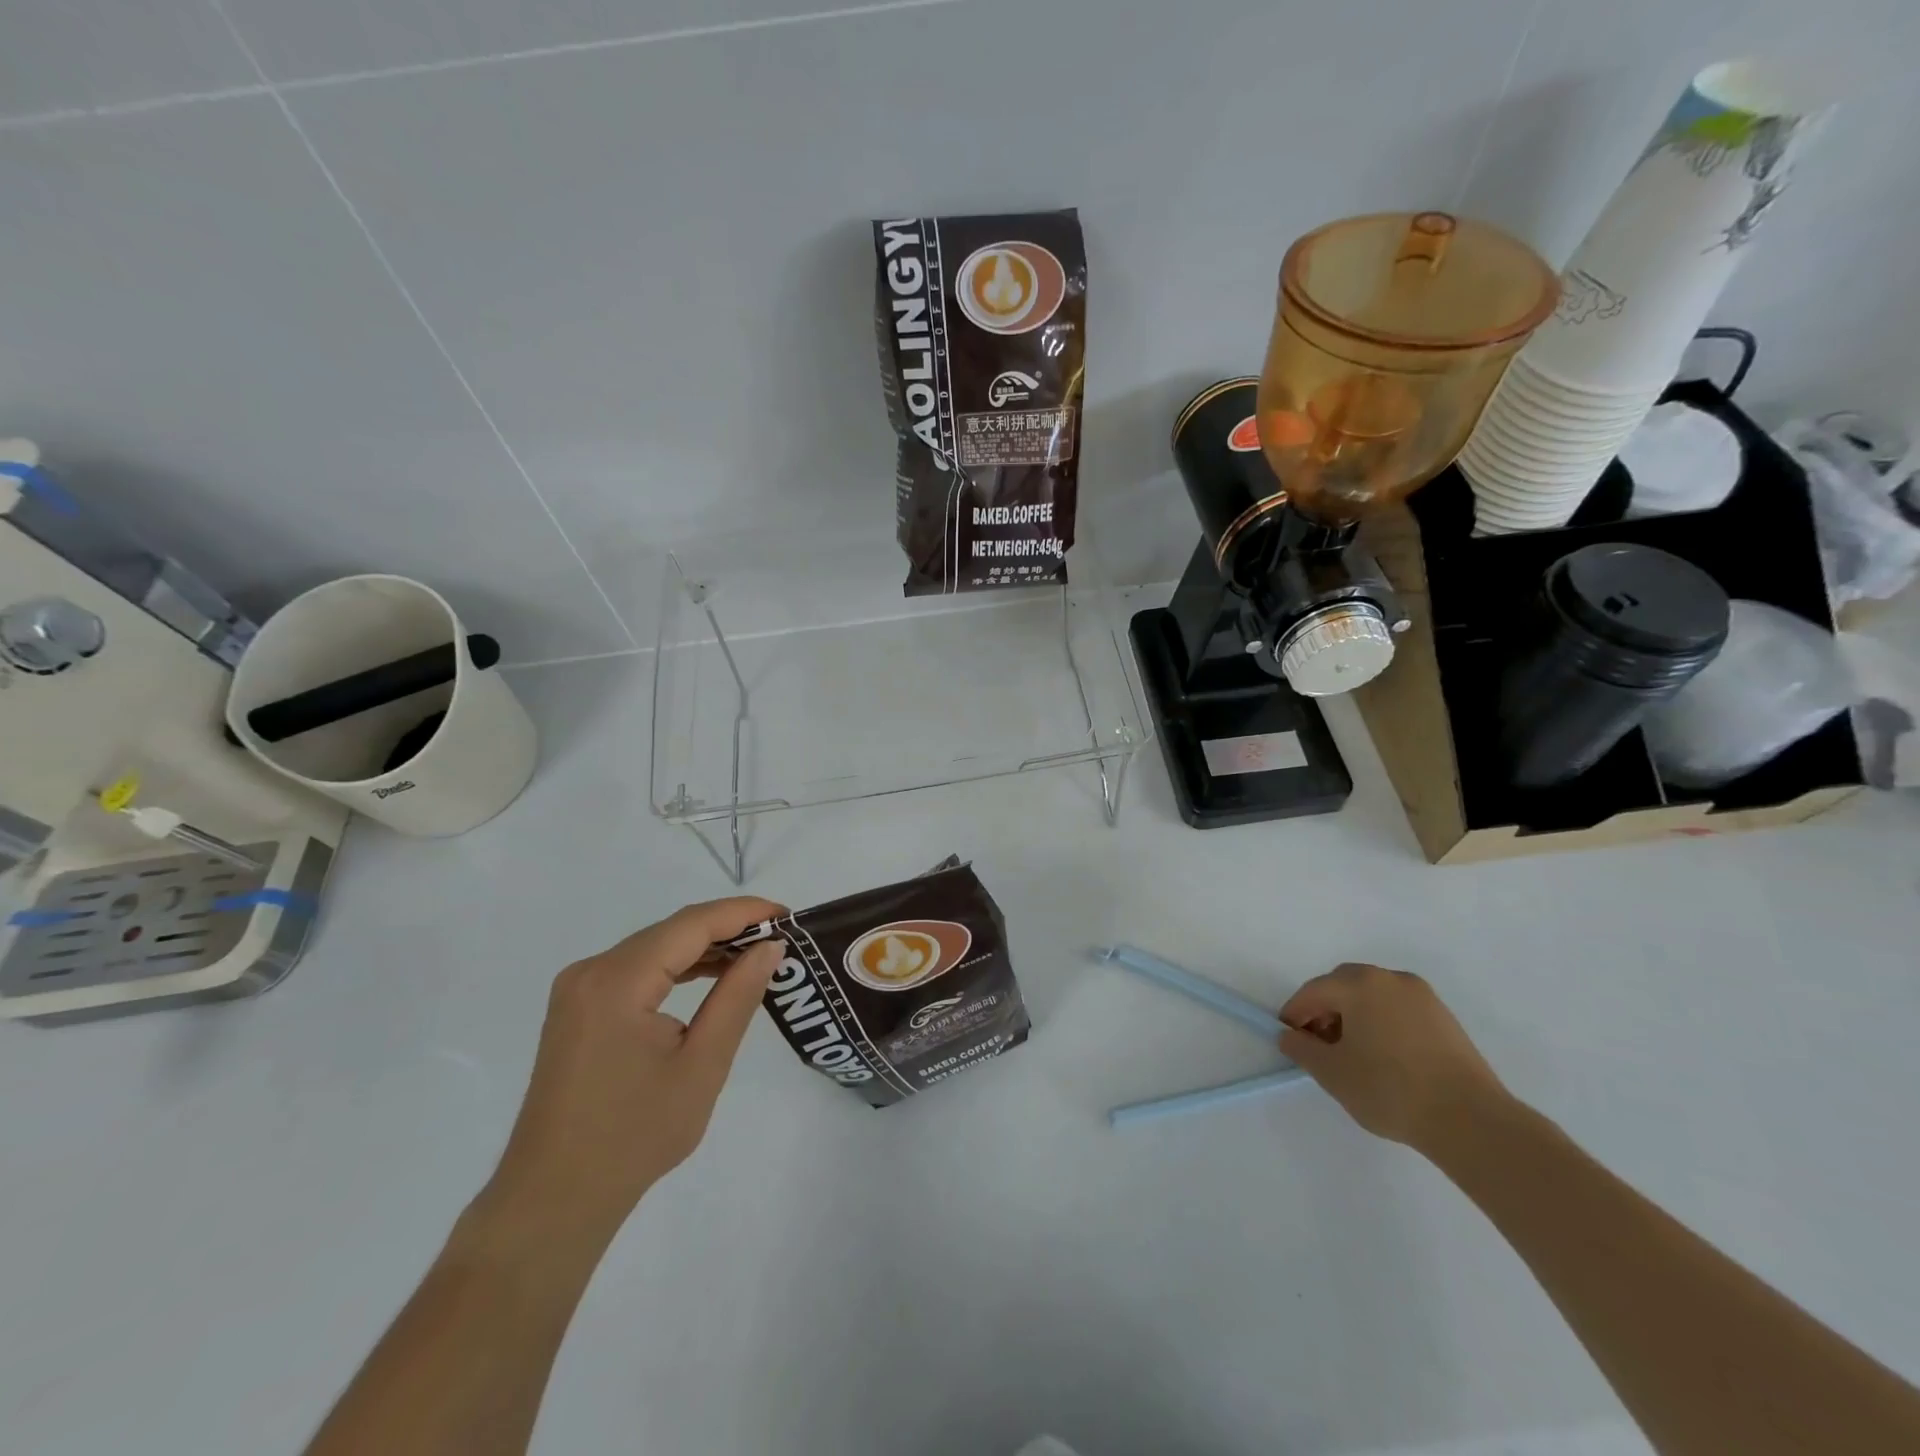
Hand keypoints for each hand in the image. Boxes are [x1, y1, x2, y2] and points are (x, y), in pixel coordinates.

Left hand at [476, 897, 786, 1245]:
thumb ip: (737, 997)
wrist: (554, 1200)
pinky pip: (638, 970)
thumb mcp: (702, 1065)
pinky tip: (711, 977)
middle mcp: (592, 971)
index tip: (789, 916)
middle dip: (728, 928)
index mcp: (617, 981)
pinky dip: (678, 968)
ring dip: (705, 948)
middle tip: (781, 938)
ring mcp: (580, 989)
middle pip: (672, 931)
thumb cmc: (634, 1137)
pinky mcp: (579, 1008)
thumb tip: (770, 947)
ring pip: (656, 947)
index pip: (692, 924)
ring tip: (756, 955)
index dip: (744, 912)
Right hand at [1279, 963, 1509, 1152]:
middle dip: (1325, 1010)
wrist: (1471, 1121)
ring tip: (1352, 1053)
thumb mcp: (1332, 1073)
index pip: (1314, 991)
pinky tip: (1384, 1056)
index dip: (1295, 1014)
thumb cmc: (1390, 1090)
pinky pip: (1399, 1010)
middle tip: (1319, 1043)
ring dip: (1354, 1015)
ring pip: (1373, 996)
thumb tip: (1290, 1036)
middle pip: (1344, 986)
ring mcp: (1422, 997)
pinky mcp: (1445, 1018)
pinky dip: (1382, 1023)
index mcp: (1359, 984)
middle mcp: (1390, 979)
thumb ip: (1301, 1049)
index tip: (1288, 1038)